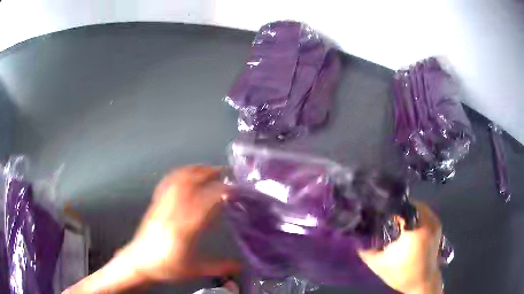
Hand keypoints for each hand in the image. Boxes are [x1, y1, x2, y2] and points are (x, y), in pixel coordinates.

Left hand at [65, 165, 238, 293]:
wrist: (139, 262)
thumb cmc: (166, 268)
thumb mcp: (194, 271)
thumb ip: (219, 266)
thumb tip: (241, 265)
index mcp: (183, 230)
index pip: (204, 203)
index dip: (220, 193)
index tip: (234, 190)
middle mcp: (171, 213)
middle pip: (189, 185)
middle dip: (208, 174)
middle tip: (224, 172)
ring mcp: (161, 206)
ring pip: (177, 180)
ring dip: (194, 171)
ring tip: (208, 169)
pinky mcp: (154, 204)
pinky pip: (167, 183)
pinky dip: (179, 174)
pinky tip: (186, 173)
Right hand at [358, 201, 442, 293]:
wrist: (422, 282)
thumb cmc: (402, 273)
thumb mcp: (380, 264)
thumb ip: (366, 252)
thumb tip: (355, 241)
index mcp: (414, 229)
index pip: (400, 207)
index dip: (388, 208)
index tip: (378, 211)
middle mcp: (427, 221)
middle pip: (410, 204)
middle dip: (398, 208)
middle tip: (386, 214)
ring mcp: (434, 222)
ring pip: (419, 207)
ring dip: (408, 210)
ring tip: (396, 217)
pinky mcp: (437, 226)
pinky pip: (425, 213)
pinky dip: (416, 214)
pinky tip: (407, 224)